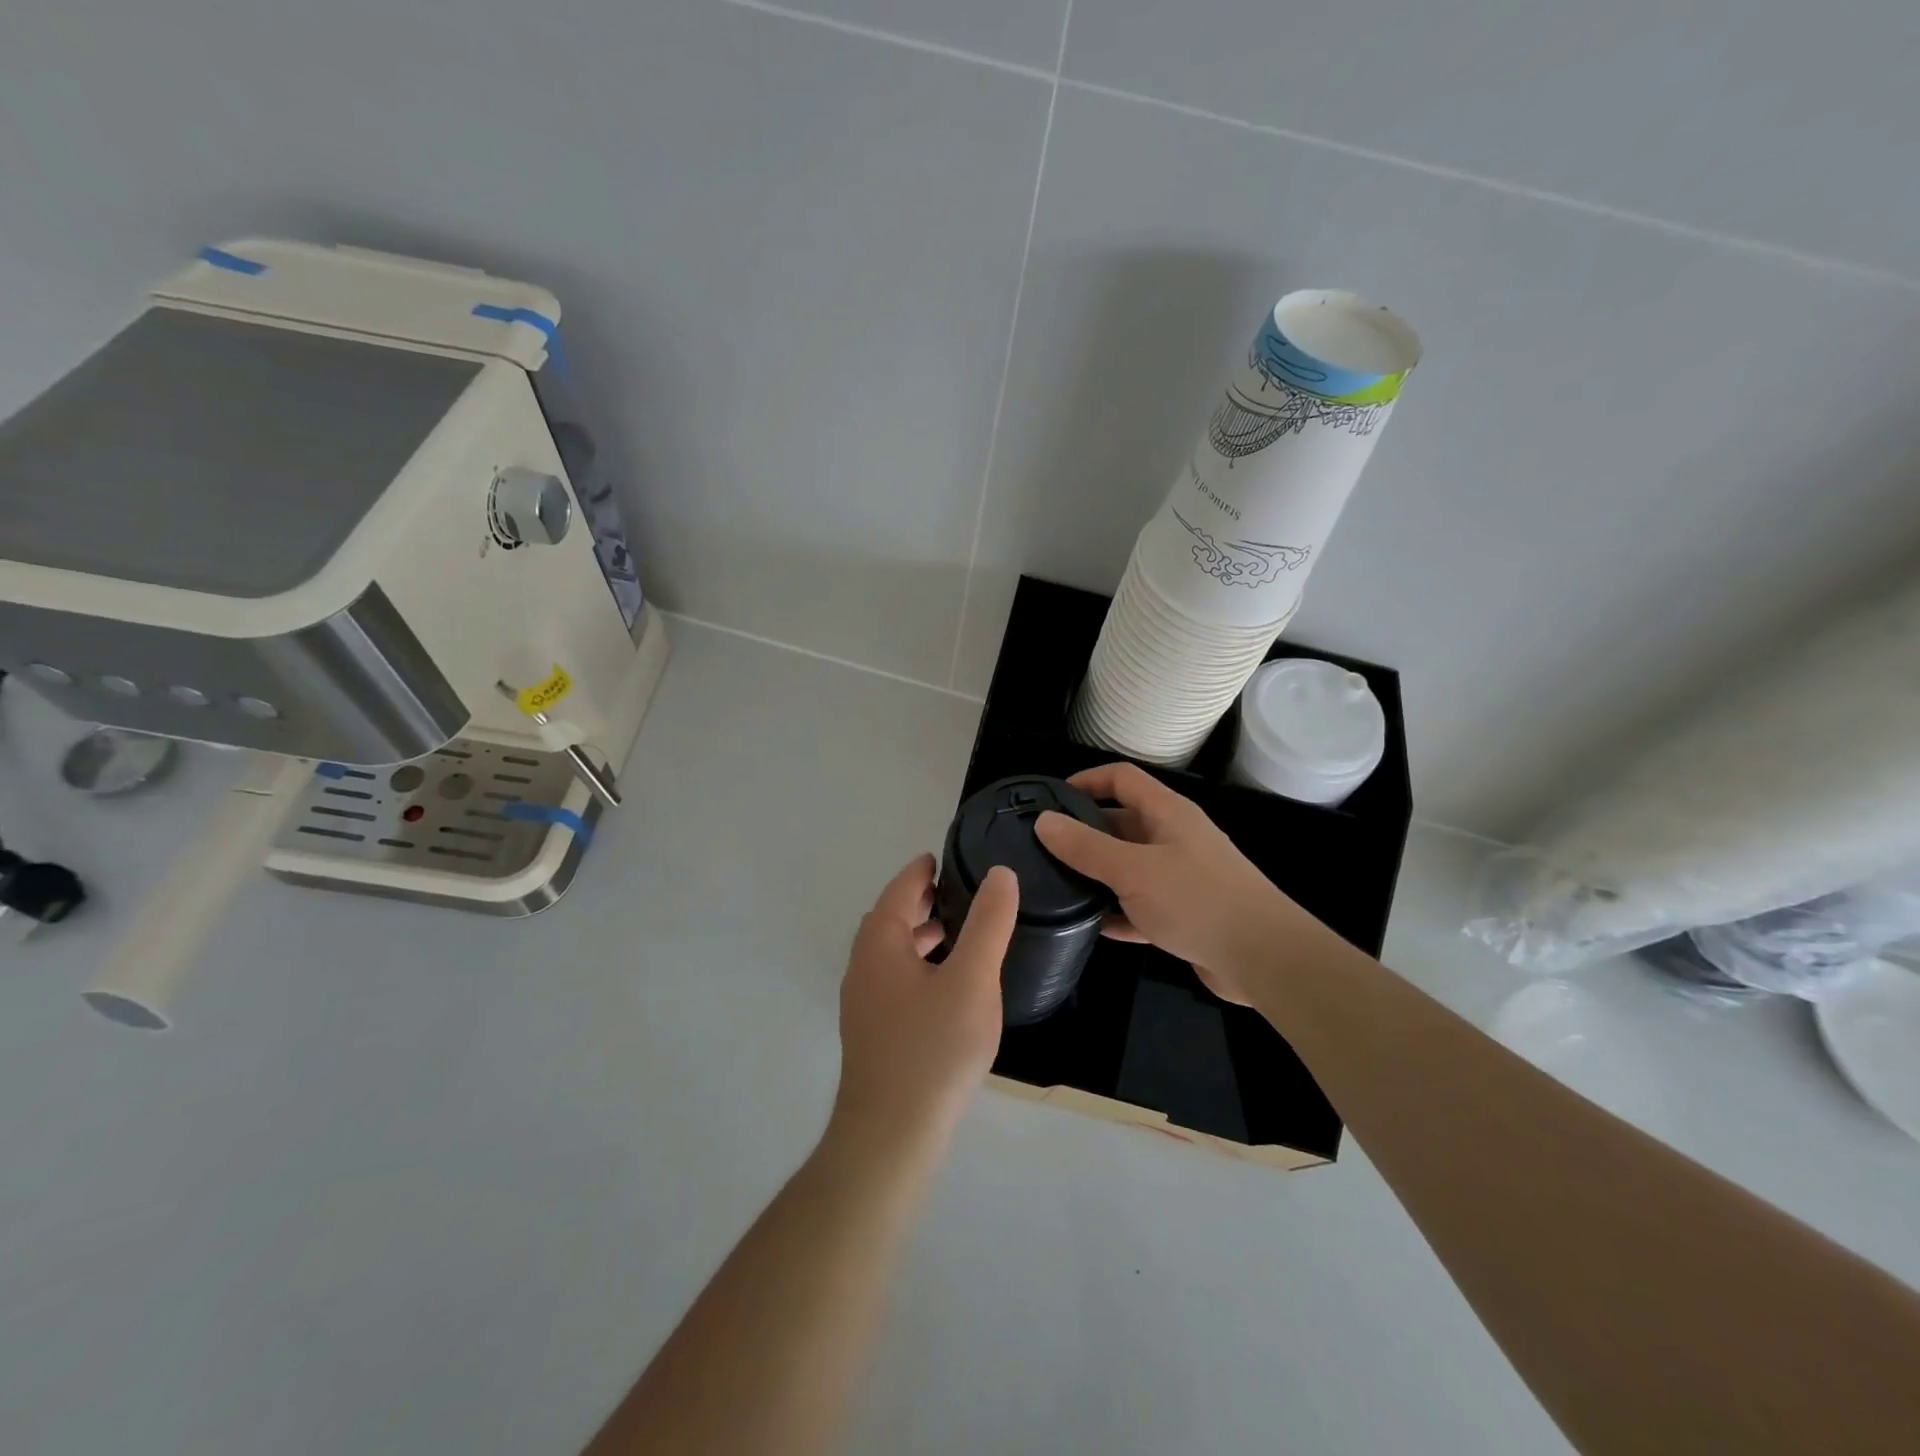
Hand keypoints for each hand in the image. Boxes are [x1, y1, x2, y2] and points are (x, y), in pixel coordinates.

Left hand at [830, 854, 1018, 1154]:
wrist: (891, 1134)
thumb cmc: (933, 1047)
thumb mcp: (972, 978)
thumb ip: (988, 923)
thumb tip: (1000, 874)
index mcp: (881, 942)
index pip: (901, 889)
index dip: (923, 870)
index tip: (945, 857)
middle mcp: (864, 965)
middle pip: (892, 918)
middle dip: (923, 901)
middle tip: (960, 891)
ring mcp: (864, 1001)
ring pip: (893, 952)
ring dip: (922, 935)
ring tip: (960, 933)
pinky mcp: (873, 1031)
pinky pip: (896, 979)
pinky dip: (920, 965)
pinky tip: (948, 986)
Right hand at [1035, 762, 1310, 1005]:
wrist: (1264, 959)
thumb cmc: (1197, 901)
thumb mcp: (1133, 870)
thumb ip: (1086, 847)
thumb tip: (1043, 820)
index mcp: (1168, 813)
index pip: (1121, 778)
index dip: (1086, 780)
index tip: (1051, 799)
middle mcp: (1175, 838)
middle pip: (1123, 822)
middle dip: (1086, 832)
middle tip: (1045, 850)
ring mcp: (1182, 876)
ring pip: (1131, 866)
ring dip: (1100, 875)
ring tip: (1059, 886)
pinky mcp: (1186, 913)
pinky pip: (1142, 905)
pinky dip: (1120, 911)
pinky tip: (1093, 926)